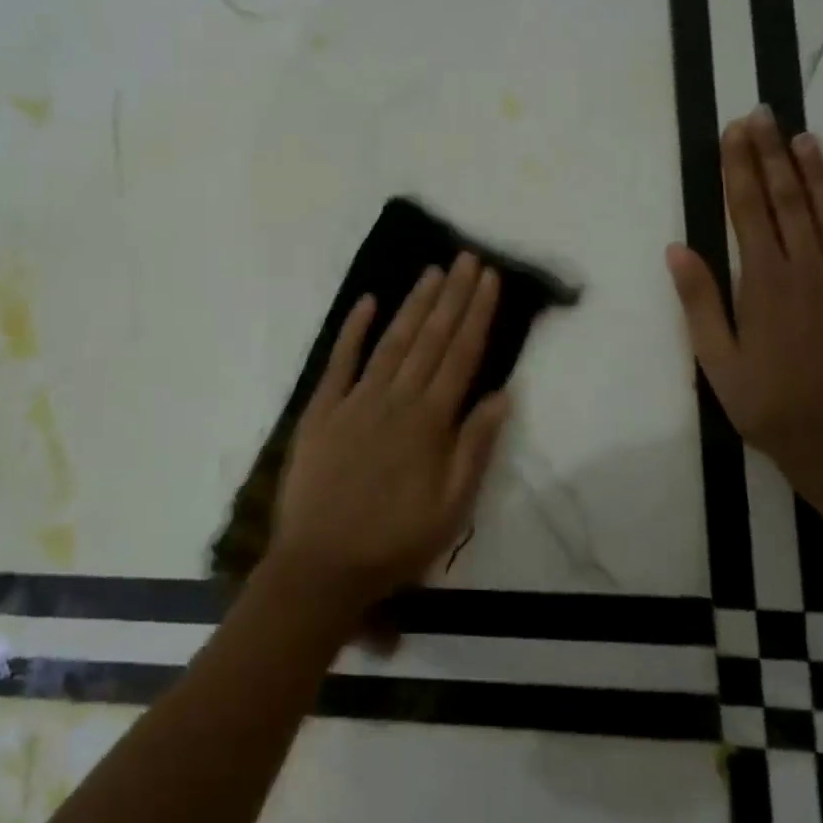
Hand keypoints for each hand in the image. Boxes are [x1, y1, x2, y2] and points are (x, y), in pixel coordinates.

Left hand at [269, 254, 511, 615]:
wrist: (321, 565)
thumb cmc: (394, 543)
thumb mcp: (451, 509)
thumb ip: (475, 448)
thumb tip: (501, 394)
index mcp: (430, 422)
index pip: (460, 355)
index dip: (477, 314)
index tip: (489, 279)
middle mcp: (396, 399)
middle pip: (430, 338)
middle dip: (452, 296)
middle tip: (467, 258)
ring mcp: (356, 399)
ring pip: (392, 341)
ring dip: (414, 304)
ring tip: (433, 271)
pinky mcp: (322, 409)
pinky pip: (340, 361)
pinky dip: (353, 329)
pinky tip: (367, 301)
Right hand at [666, 108, 822, 498]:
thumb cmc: (768, 406)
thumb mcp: (716, 360)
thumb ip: (699, 301)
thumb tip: (678, 248)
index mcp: (765, 283)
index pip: (748, 210)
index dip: (740, 168)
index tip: (735, 132)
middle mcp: (810, 271)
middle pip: (788, 201)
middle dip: (772, 155)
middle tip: (763, 115)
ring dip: (819, 174)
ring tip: (805, 138)